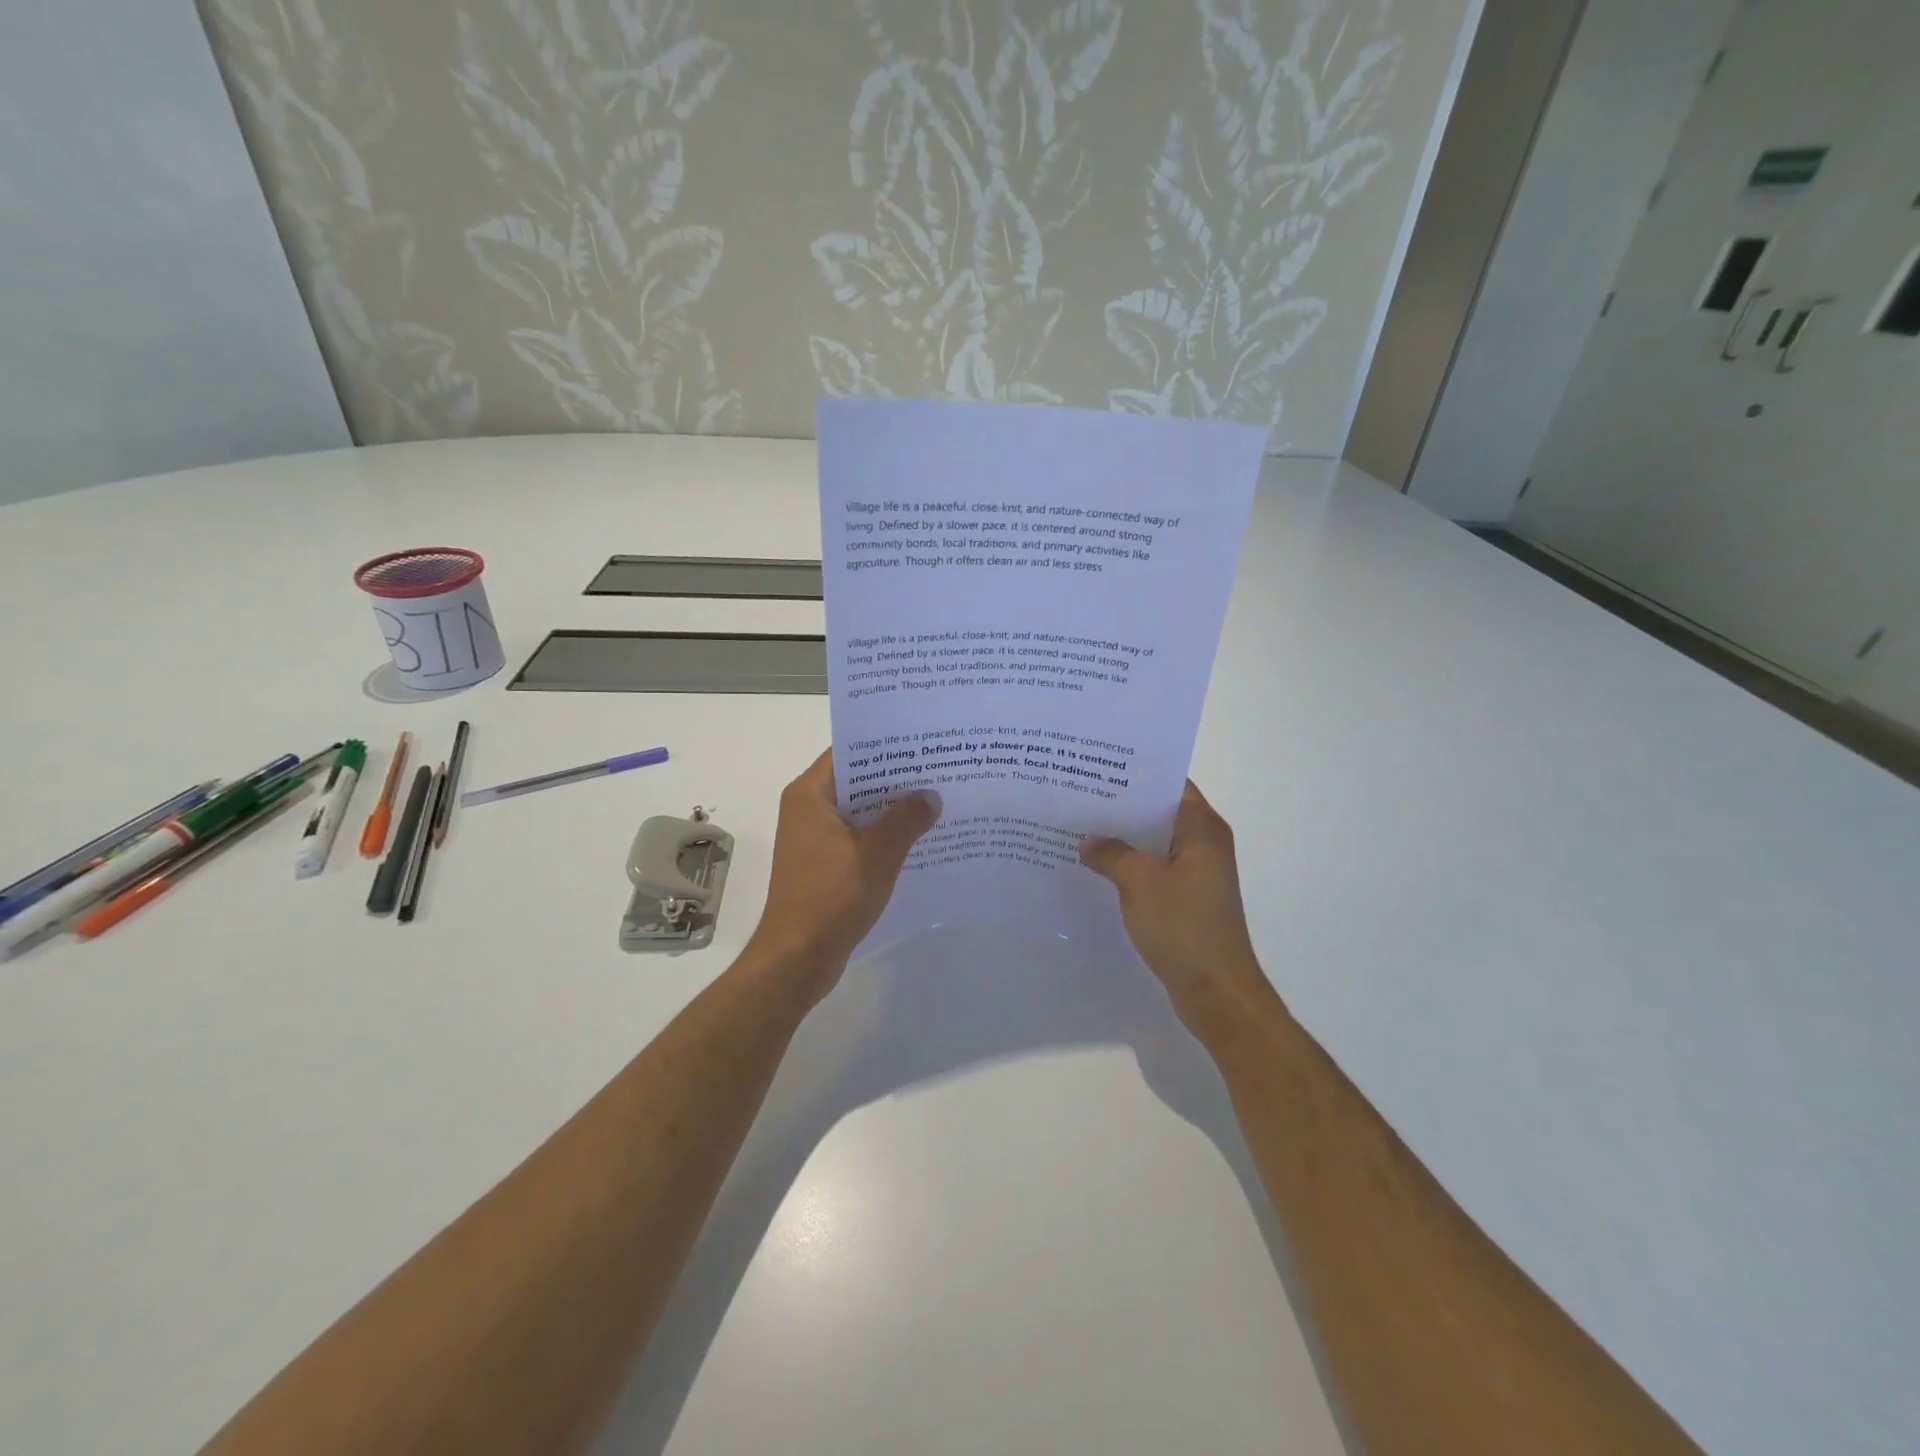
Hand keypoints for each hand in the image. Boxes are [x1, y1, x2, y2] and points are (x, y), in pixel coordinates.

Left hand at [746, 751, 939, 998]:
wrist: (797, 958)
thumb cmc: (832, 898)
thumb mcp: (878, 854)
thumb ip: (906, 820)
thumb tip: (931, 795)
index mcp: (809, 795)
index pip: (849, 752)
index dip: (885, 745)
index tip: (922, 741)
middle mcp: (806, 809)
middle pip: (856, 780)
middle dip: (895, 777)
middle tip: (938, 767)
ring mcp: (813, 837)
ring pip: (859, 809)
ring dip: (891, 808)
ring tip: (936, 798)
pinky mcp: (822, 862)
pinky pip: (857, 835)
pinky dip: (882, 833)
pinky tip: (918, 837)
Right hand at [1081, 781, 1277, 1045]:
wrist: (1216, 992)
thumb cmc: (1184, 926)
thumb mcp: (1140, 881)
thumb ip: (1111, 853)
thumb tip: (1089, 840)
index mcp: (1202, 829)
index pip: (1170, 784)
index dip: (1136, 773)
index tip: (1098, 766)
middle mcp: (1204, 844)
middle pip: (1159, 812)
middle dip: (1121, 806)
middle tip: (1078, 795)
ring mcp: (1196, 874)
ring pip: (1153, 844)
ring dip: (1122, 839)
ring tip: (1078, 828)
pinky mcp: (1186, 900)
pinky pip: (1152, 871)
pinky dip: (1128, 867)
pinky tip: (1095, 868)